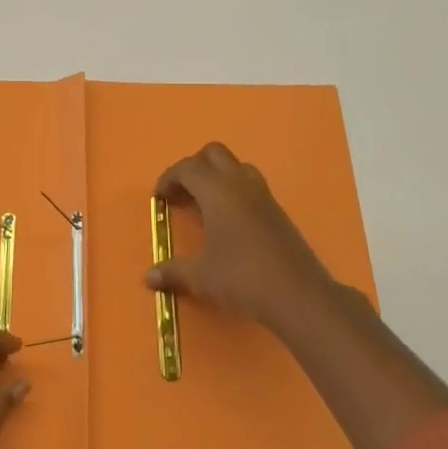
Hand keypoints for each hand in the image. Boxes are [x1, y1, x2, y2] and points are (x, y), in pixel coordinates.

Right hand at [147, 142, 341, 333]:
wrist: (298, 294)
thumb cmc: (242, 277)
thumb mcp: (201, 276)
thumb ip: (173, 272)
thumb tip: (149, 277)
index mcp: (217, 191)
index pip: (188, 168)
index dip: (169, 178)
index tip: (160, 197)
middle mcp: (240, 184)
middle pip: (213, 153)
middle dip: (194, 167)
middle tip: (182, 193)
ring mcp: (263, 195)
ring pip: (236, 166)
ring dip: (216, 176)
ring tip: (205, 205)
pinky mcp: (277, 210)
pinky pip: (250, 185)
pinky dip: (234, 191)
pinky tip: (228, 222)